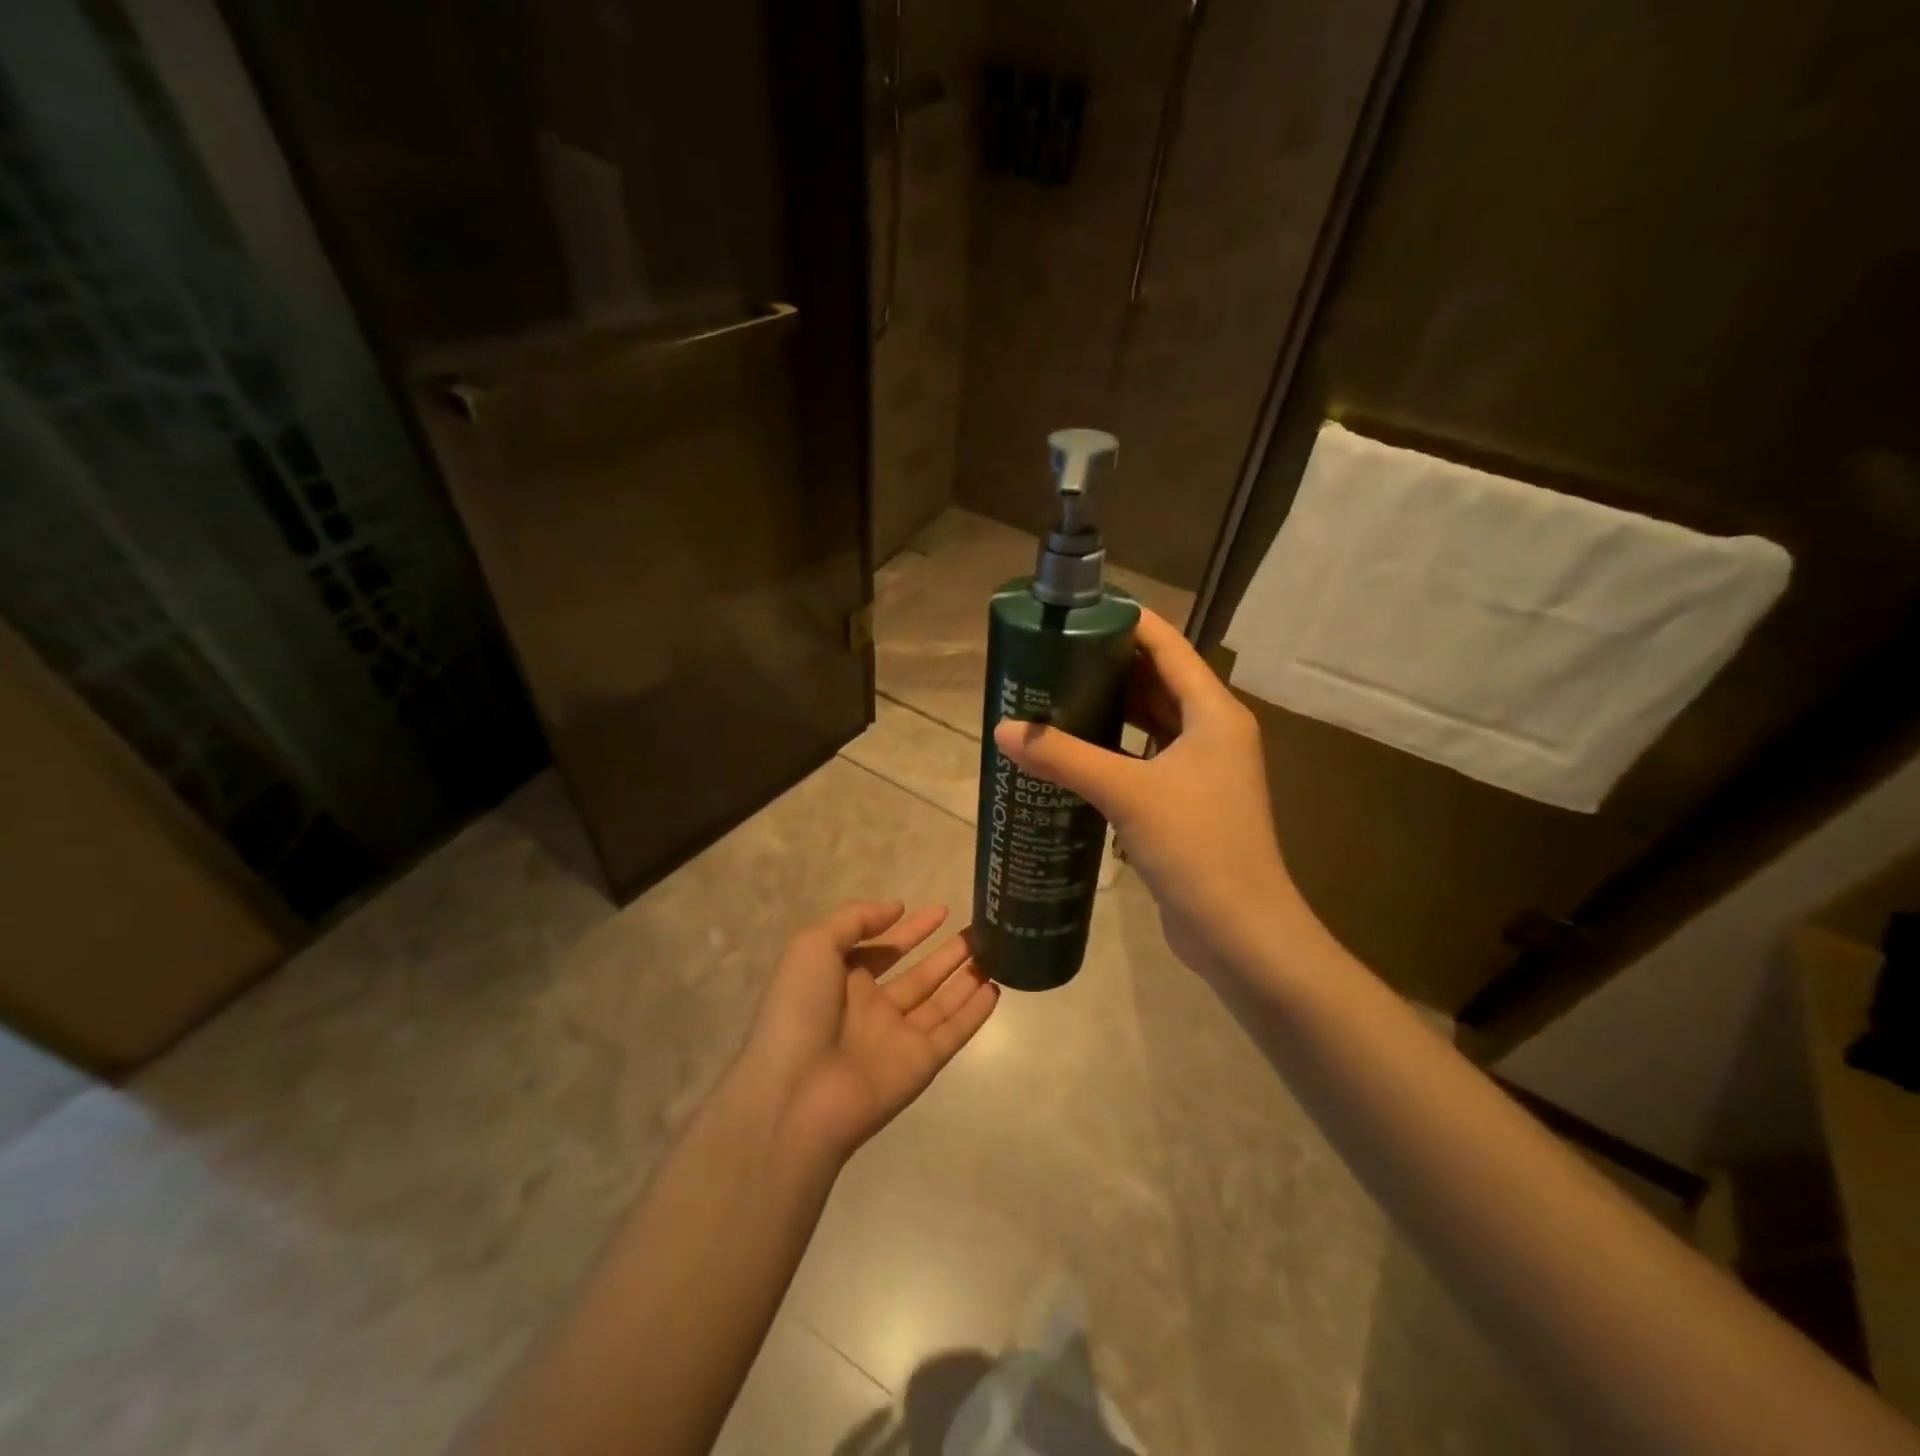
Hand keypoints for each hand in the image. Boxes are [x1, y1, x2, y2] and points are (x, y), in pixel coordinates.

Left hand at [743, 901, 999, 1160]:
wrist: (796, 1095)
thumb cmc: (800, 1011)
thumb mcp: (813, 946)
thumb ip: (855, 919)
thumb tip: (897, 907)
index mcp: (842, 980)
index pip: (884, 949)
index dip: (911, 930)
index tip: (942, 910)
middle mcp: (872, 1008)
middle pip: (918, 975)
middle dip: (946, 953)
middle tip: (979, 932)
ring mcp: (897, 1037)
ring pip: (940, 1001)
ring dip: (965, 978)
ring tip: (997, 952)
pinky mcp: (920, 1064)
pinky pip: (953, 1032)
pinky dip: (974, 1013)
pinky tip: (996, 989)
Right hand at [993, 609, 1313, 985]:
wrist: (1241, 932)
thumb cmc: (1196, 847)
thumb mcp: (1127, 794)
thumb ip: (1064, 758)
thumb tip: (1004, 729)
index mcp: (1213, 713)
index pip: (1167, 646)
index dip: (1125, 622)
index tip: (1077, 611)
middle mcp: (1213, 732)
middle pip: (1157, 681)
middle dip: (1108, 664)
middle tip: (1053, 656)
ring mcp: (1203, 770)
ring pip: (1151, 722)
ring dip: (1110, 708)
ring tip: (1056, 695)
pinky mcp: (1188, 803)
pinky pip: (1146, 758)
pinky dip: (1115, 749)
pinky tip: (1076, 753)